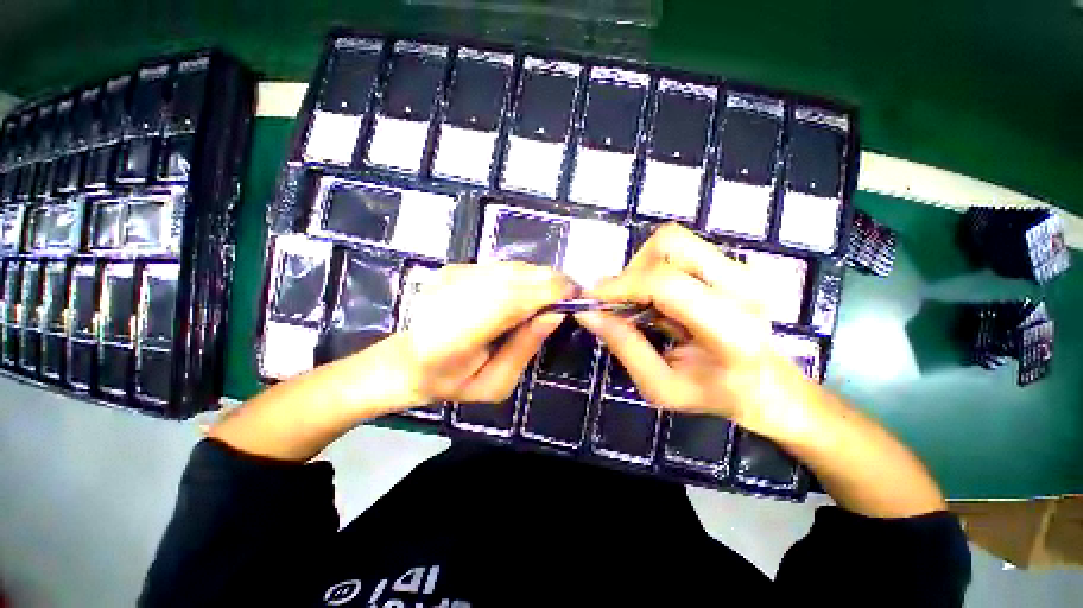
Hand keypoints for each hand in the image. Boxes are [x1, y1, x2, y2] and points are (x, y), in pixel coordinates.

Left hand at [398, 262, 574, 404]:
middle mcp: (447, 298)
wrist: (409, 360)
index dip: (544, 293)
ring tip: (554, 291)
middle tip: (570, 292)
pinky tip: (529, 289)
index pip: (507, 302)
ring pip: (507, 267)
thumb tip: (555, 314)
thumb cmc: (453, 381)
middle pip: (510, 278)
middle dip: (548, 281)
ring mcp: (448, 278)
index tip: (573, 295)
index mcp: (452, 338)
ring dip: (537, 276)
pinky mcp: (453, 268)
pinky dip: (522, 274)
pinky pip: (499, 266)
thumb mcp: (496, 383)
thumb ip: (524, 347)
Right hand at [575, 224, 815, 436]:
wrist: (769, 385)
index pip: (665, 284)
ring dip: (643, 266)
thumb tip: (587, 313)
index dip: (621, 286)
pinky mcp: (734, 264)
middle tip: (621, 301)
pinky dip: (655, 267)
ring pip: (673, 240)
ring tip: (640, 299)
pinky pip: (680, 249)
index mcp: (730, 330)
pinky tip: (658, 297)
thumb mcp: (660, 386)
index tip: (592, 300)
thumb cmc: (714, 393)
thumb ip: (623, 346)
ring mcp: (742, 270)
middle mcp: (742, 288)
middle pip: (670, 244)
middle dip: (632, 270)